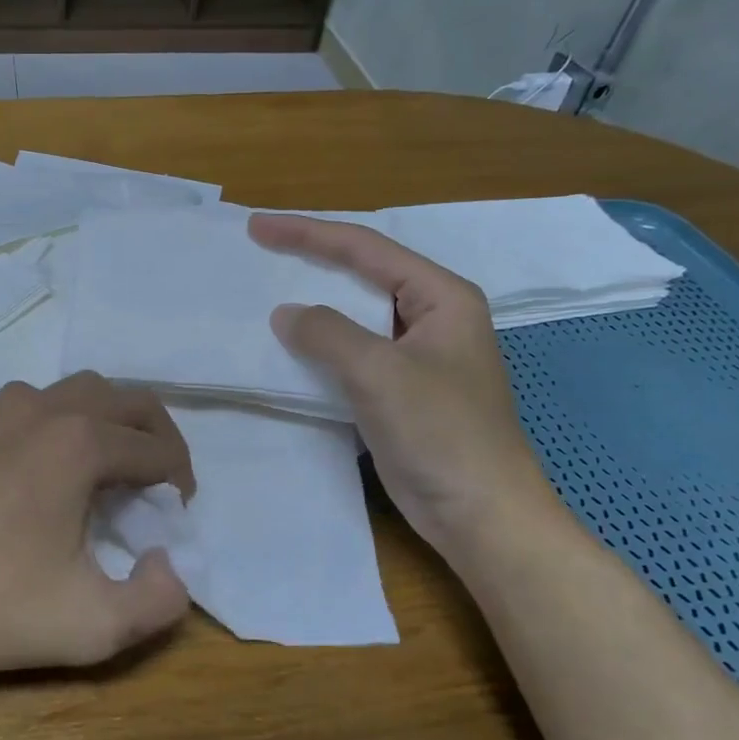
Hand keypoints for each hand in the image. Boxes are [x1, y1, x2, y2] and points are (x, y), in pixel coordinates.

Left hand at [0, 372, 195, 681]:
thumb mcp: (92, 626)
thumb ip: (159, 603)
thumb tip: (168, 565)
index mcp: (79, 442)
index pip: (157, 448)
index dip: (180, 481)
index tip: (176, 518)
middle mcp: (44, 409)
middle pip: (127, 400)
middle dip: (158, 437)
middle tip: (161, 486)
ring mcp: (0, 412)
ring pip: (80, 391)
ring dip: (112, 422)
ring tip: (112, 473)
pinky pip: (38, 404)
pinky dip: (67, 422)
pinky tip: (53, 470)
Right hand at [247, 212, 563, 560]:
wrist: (480, 512)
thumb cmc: (441, 433)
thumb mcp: (380, 373)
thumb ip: (328, 334)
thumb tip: (285, 313)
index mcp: (441, 297)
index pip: (367, 250)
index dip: (309, 234)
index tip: (258, 227)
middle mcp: (431, 317)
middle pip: (362, 274)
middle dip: (311, 260)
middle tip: (259, 249)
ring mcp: (416, 356)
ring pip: (355, 315)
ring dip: (314, 303)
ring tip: (266, 290)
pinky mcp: (399, 390)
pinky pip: (352, 353)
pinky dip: (320, 346)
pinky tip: (290, 346)